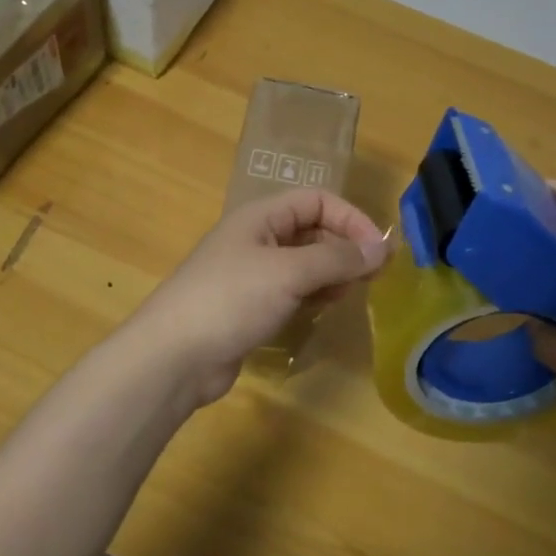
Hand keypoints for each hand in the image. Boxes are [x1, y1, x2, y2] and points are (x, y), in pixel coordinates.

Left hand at [127, 189, 390, 408]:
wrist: (175, 356)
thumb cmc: (231, 299)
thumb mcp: (289, 272)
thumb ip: (337, 258)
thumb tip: (381, 248)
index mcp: (260, 217)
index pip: (316, 200)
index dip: (350, 218)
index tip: (378, 249)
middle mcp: (256, 239)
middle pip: (311, 231)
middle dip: (343, 248)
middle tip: (373, 276)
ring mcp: (251, 275)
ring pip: (303, 264)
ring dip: (330, 273)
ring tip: (349, 293)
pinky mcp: (249, 307)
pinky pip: (290, 291)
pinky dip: (311, 296)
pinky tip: (322, 310)